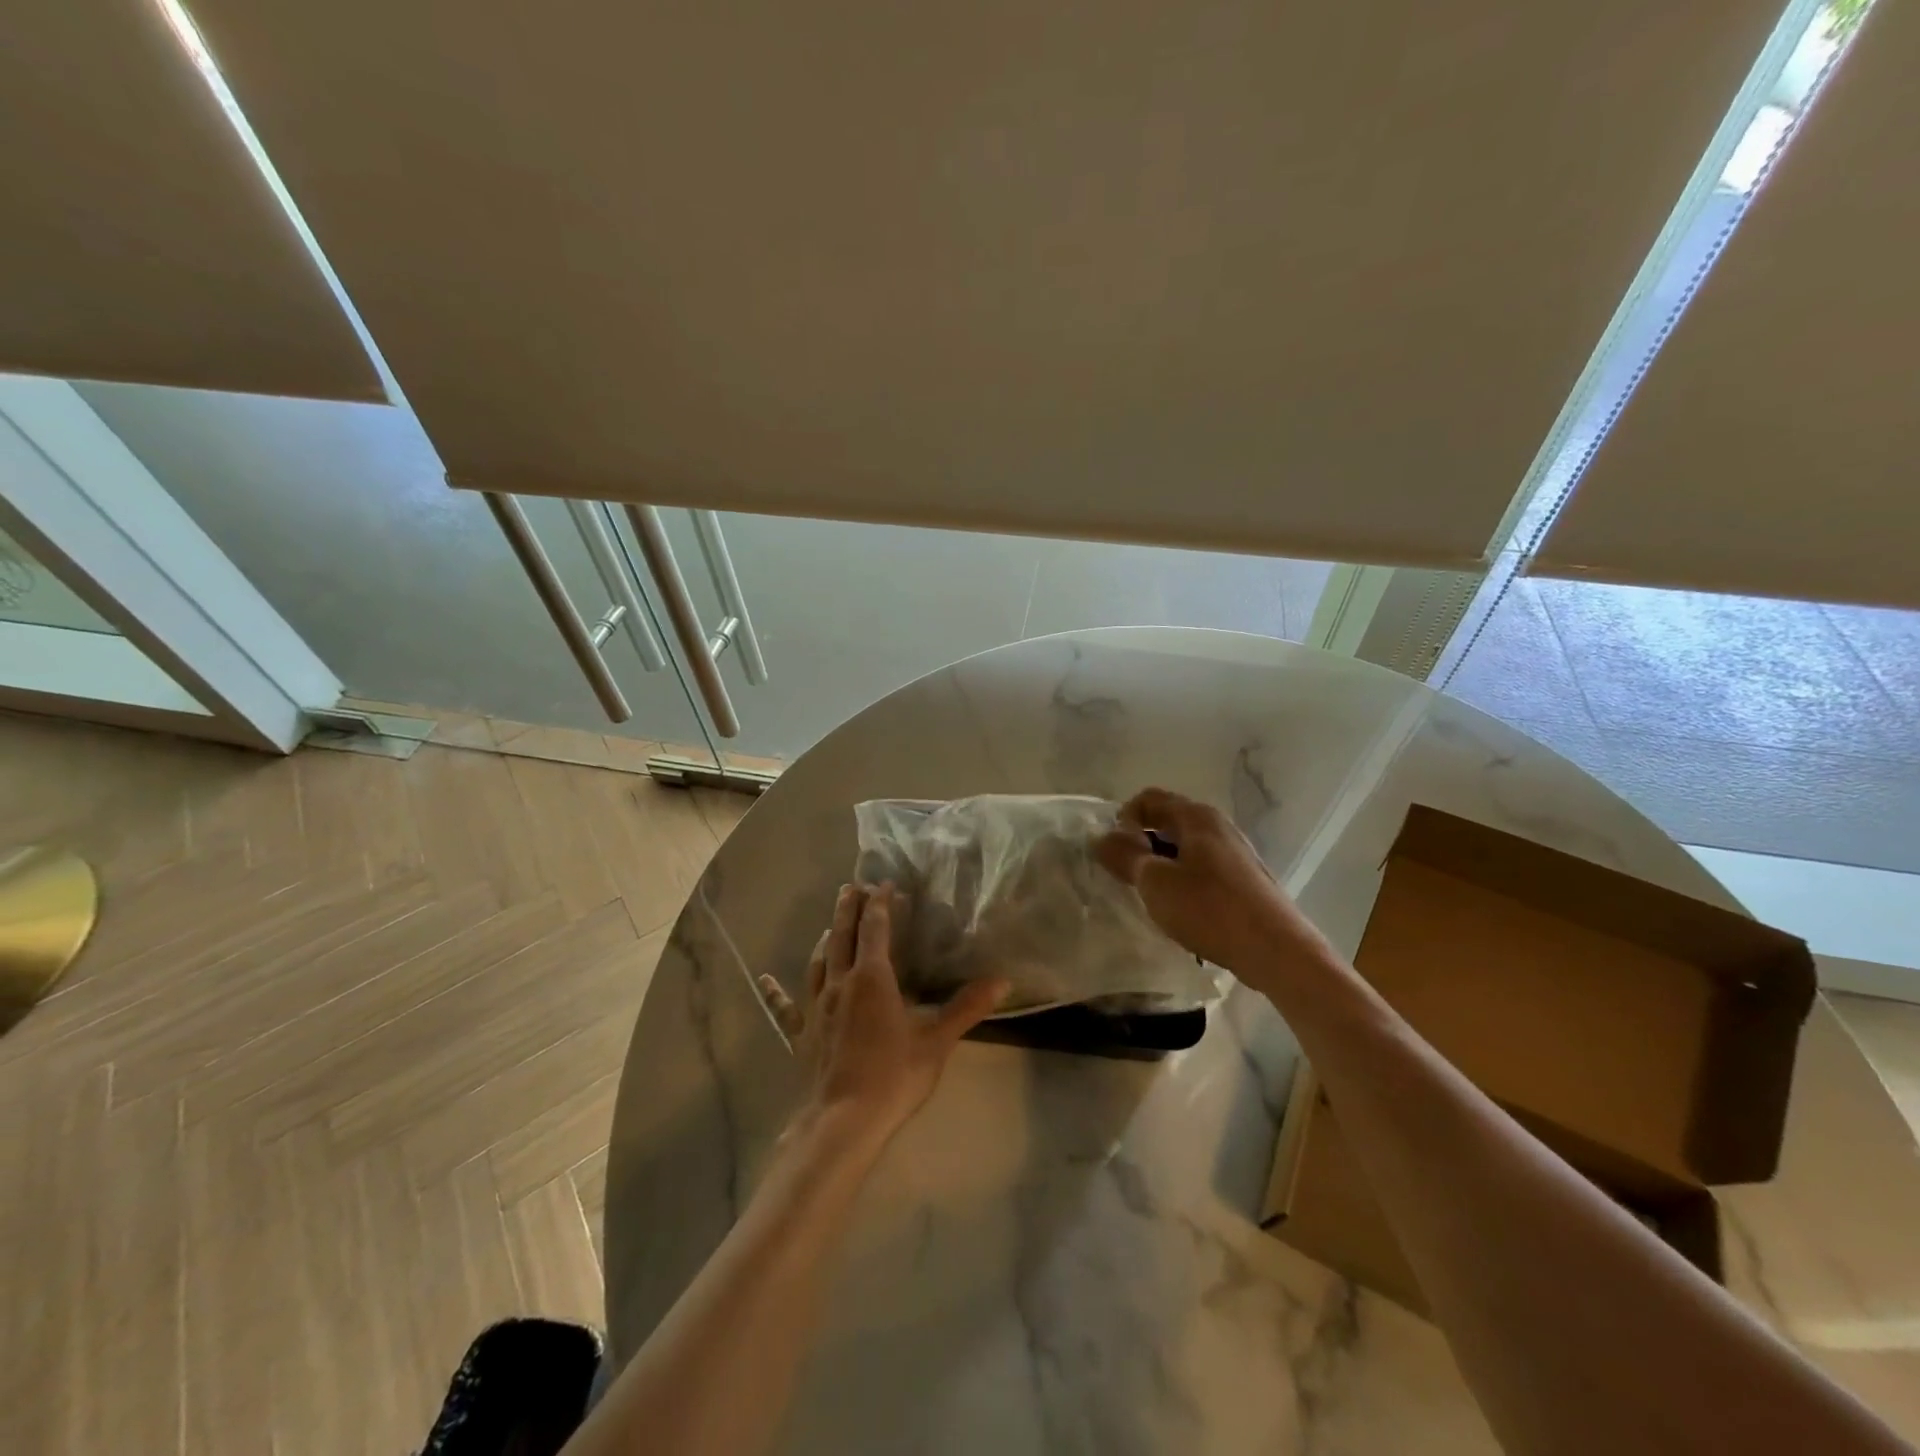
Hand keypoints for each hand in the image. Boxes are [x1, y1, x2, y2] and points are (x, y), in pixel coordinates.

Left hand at [759, 883, 1006, 1146]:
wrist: (844, 1120)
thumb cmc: (894, 1075)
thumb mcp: (937, 1040)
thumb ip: (967, 1007)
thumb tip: (1002, 981)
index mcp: (873, 977)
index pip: (875, 928)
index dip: (880, 904)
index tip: (885, 885)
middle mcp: (840, 982)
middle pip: (842, 935)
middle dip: (848, 909)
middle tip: (850, 887)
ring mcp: (816, 1007)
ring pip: (819, 962)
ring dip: (826, 939)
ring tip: (831, 926)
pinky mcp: (801, 1033)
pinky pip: (785, 1007)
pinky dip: (775, 991)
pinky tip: (763, 980)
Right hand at [1094, 787, 1303, 979]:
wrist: (1278, 952)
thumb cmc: (1210, 909)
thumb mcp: (1156, 883)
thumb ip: (1125, 856)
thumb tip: (1101, 838)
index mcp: (1196, 817)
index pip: (1148, 799)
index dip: (1123, 820)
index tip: (1115, 854)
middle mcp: (1218, 826)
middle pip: (1168, 820)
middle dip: (1141, 843)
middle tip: (1127, 876)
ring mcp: (1236, 852)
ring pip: (1185, 846)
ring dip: (1161, 863)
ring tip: (1151, 895)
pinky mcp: (1245, 879)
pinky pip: (1203, 867)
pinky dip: (1183, 878)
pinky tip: (1182, 909)